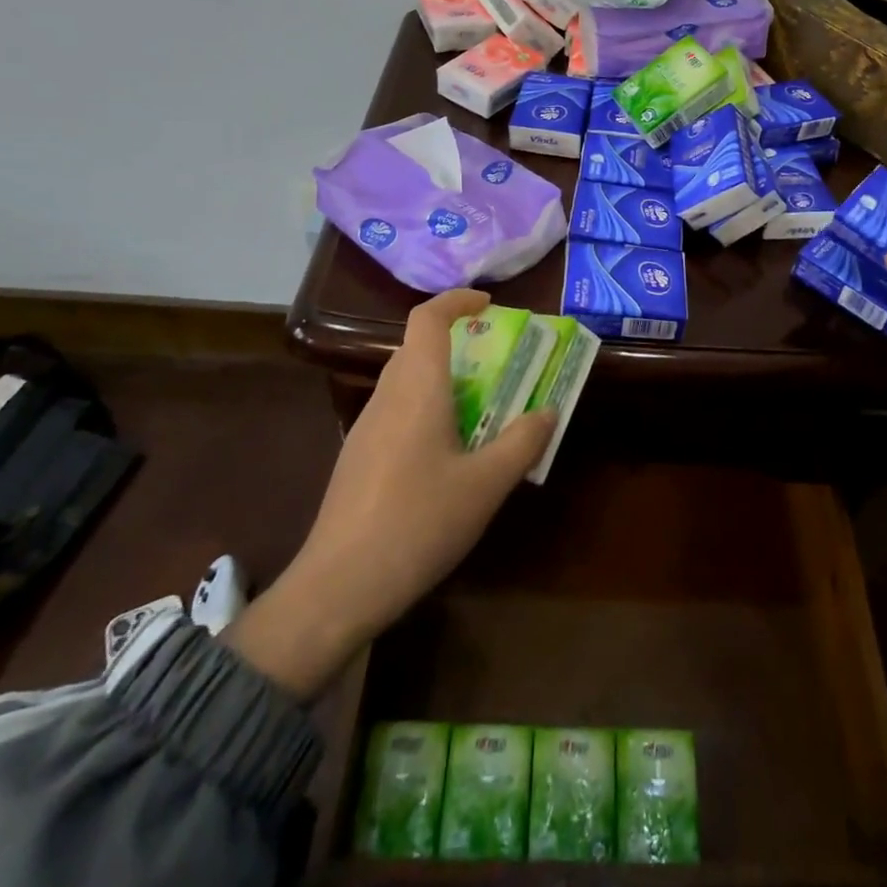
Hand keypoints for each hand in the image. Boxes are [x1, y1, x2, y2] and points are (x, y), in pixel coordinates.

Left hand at [227, 290, 555, 697]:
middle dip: (457, 342)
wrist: (339, 586)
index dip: (456, 300)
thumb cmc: (418, 522)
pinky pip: (397, 411)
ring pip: (406, 381)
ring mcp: (366, 428)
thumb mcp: (485, 486)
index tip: (489, 304)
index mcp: (417, 389)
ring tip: (481, 408)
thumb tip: (547, 411)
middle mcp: (387, 397)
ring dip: (442, 379)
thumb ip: (522, 442)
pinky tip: (447, 454)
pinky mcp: (357, 457)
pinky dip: (426, 409)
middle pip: (417, 347)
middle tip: (497, 362)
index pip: (427, 319)